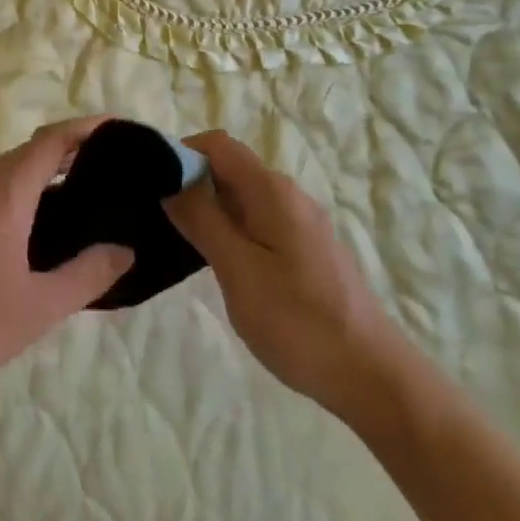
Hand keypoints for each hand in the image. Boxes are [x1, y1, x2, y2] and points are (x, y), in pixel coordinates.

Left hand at [0, 118, 134, 405]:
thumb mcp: (38, 308)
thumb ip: (87, 275)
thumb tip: (124, 250)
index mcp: (2, 194)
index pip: (50, 142)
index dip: (85, 130)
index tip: (117, 129)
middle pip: (25, 153)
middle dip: (65, 154)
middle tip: (105, 174)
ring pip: (0, 173)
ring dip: (36, 177)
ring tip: (72, 203)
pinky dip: (12, 195)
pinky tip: (23, 232)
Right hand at [167, 131, 404, 419]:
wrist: (371, 376)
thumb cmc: (298, 322)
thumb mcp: (238, 270)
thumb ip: (202, 220)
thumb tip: (171, 180)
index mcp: (272, 191)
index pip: (217, 144)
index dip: (180, 153)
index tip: (148, 183)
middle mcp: (288, 196)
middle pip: (228, 167)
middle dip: (189, 182)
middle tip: (153, 216)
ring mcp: (299, 223)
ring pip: (240, 197)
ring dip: (206, 208)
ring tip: (174, 239)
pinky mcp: (303, 249)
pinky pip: (256, 220)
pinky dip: (228, 228)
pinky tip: (212, 260)